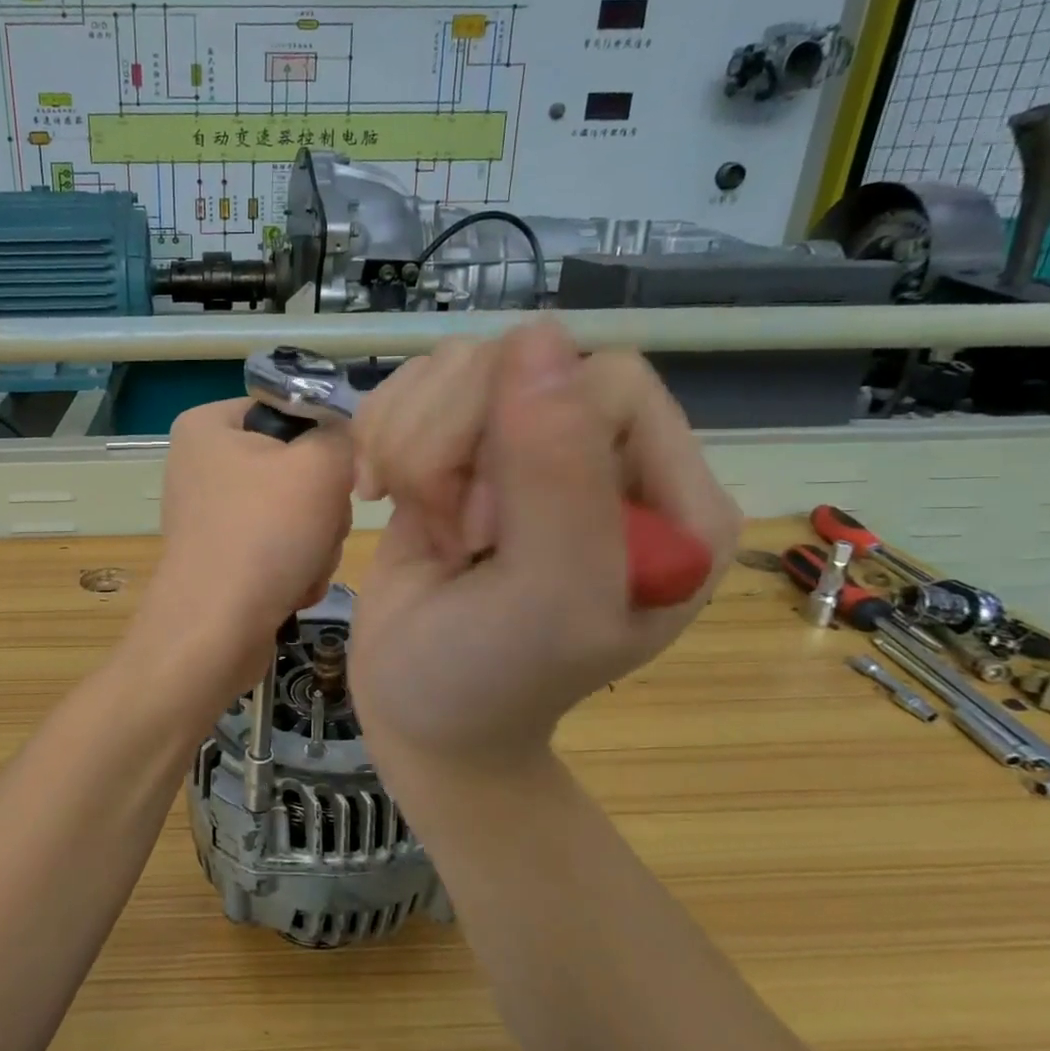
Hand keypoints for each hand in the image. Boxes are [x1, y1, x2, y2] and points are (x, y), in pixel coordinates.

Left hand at [132, 399, 354, 697]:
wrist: (213, 634)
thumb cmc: (262, 536)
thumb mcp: (320, 465)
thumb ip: (345, 434)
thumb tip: (346, 440)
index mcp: (209, 425)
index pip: (293, 409)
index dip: (326, 442)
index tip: (335, 476)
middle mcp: (203, 463)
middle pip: (299, 465)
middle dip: (322, 506)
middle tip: (316, 529)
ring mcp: (212, 513)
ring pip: (298, 511)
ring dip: (317, 542)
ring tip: (301, 566)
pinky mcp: (223, 556)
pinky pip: (281, 546)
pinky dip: (296, 567)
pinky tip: (290, 587)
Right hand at [349, 323, 739, 770]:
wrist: (420, 714)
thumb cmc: (489, 679)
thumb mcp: (545, 597)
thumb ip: (556, 475)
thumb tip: (535, 336)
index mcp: (670, 495)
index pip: (604, 382)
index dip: (528, 444)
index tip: (485, 532)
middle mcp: (602, 457)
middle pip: (518, 365)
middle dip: (454, 446)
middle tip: (447, 533)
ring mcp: (524, 448)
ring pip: (459, 368)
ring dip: (412, 444)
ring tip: (417, 519)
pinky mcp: (457, 450)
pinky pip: (416, 388)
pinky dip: (382, 435)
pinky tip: (379, 494)